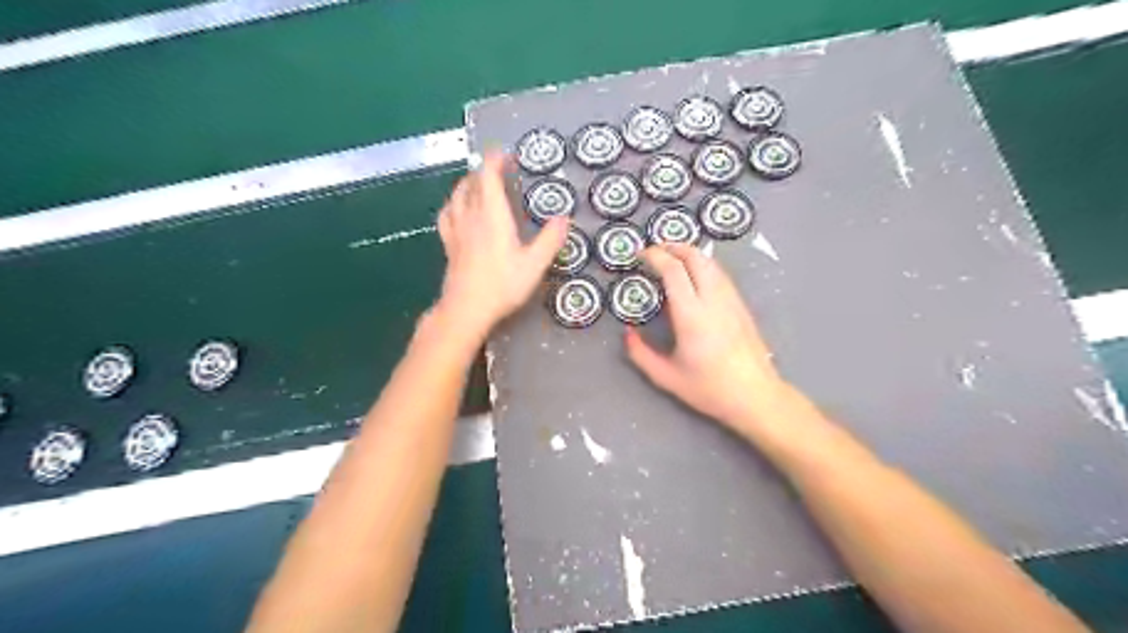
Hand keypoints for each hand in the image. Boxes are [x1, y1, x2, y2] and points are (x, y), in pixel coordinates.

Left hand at [436, 151, 567, 339]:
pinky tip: (457, 209)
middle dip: (484, 170)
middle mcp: (471, 216)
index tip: (506, 154)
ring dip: (467, 183)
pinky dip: (453, 204)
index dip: (495, 160)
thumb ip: (549, 240)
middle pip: (471, 182)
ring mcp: (456, 230)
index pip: (488, 176)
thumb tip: (564, 218)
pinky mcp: (448, 244)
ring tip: (478, 183)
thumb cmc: (502, 285)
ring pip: (456, 196)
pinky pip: (447, 214)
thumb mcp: (534, 265)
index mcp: (492, 215)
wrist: (466, 309)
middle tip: (499, 170)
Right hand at [620, 243, 785, 435]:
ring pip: (711, 263)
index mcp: (692, 315)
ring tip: (672, 257)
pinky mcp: (741, 306)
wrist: (756, 397)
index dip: (655, 256)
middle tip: (655, 250)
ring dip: (690, 253)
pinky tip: (695, 275)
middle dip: (673, 246)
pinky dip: (703, 265)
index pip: (673, 270)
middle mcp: (713, 300)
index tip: (641, 255)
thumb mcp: (666, 377)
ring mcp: (731, 300)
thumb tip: (627, 332)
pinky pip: (721, 275)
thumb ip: (640, 354)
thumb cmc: (710, 389)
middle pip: (695, 257)